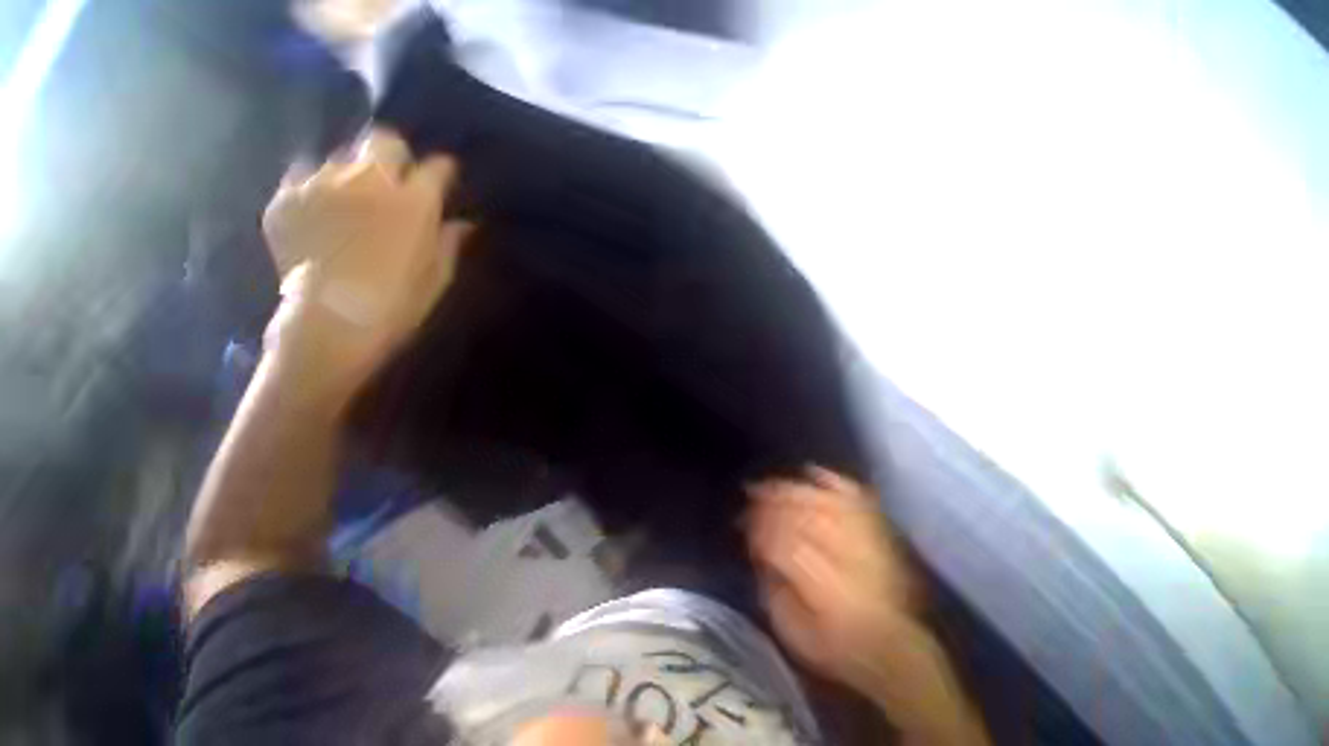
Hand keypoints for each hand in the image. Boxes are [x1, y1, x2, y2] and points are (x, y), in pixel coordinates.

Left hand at [261, 127, 469, 404]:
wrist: (332, 322)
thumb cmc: (399, 303)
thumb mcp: (438, 276)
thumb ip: (451, 241)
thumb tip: (465, 222)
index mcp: (414, 202)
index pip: (436, 167)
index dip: (442, 171)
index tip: (444, 179)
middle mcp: (368, 180)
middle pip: (383, 140)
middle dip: (395, 154)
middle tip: (396, 178)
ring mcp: (322, 184)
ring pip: (342, 156)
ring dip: (354, 172)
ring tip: (353, 198)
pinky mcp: (287, 197)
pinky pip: (304, 174)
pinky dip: (316, 186)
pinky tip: (320, 210)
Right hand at [746, 467, 919, 693]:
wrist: (894, 649)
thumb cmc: (838, 646)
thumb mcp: (794, 632)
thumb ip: (772, 589)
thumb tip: (759, 551)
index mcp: (826, 589)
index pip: (786, 544)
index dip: (760, 527)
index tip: (742, 521)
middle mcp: (849, 559)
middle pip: (804, 516)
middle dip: (771, 500)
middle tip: (749, 492)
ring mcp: (868, 541)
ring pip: (824, 501)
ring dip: (792, 488)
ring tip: (769, 483)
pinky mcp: (879, 532)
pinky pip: (855, 496)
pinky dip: (831, 479)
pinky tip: (810, 471)